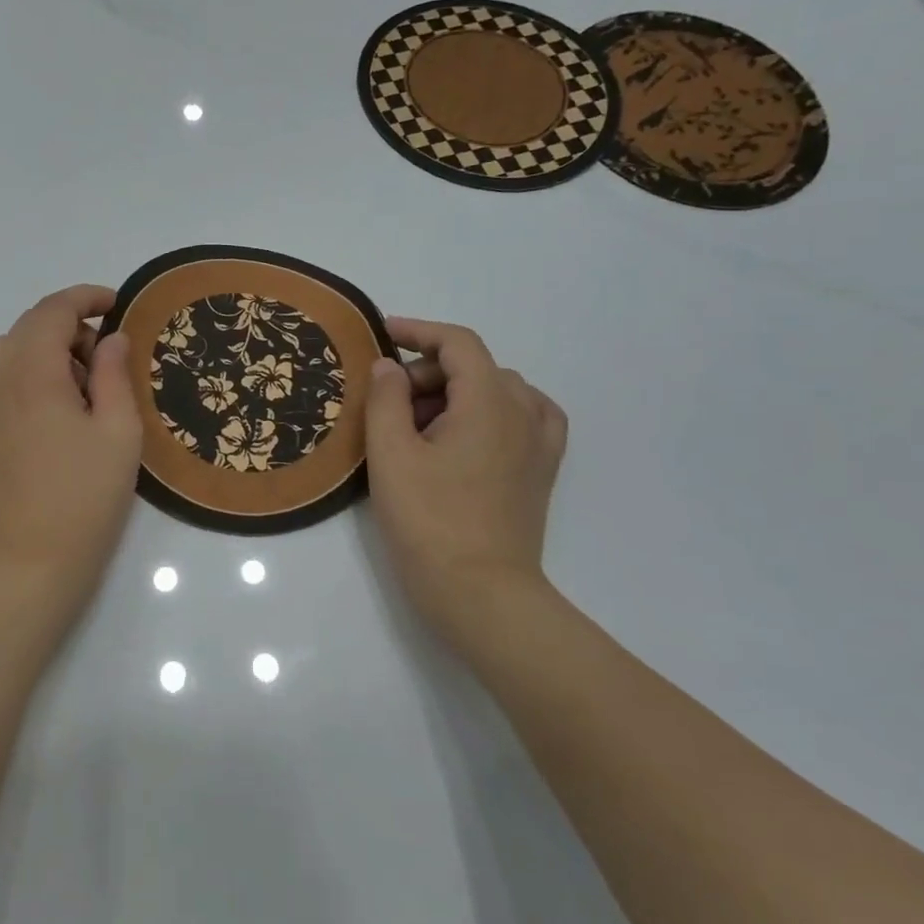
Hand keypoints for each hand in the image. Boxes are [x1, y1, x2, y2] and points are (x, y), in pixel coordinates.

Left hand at [0, 285, 143, 621]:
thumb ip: (115, 374)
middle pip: (29, 326)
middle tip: (108, 358)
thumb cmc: (84, 497)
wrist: (29, 562)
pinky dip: (15, 371)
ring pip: (7, 349)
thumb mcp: (119, 432)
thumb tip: (111, 338)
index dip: (86, 298)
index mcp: (33, 371)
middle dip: (70, 326)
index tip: (116, 305)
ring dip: (43, 348)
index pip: (53, 310)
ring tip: (77, 383)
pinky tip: (37, 399)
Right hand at [363, 317, 567, 634]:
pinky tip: (471, 433)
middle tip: (388, 404)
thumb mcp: (391, 455)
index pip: (458, 343)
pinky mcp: (541, 472)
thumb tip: (389, 366)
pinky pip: (526, 418)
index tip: (382, 335)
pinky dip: (496, 411)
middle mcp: (524, 412)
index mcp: (490, 401)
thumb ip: (385, 399)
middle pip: (476, 367)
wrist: (480, 592)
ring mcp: (539, 444)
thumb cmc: (428, 520)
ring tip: (421, 424)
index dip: (418, 331)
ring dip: (458, 392)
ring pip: (499, 391)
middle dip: (429, 372)